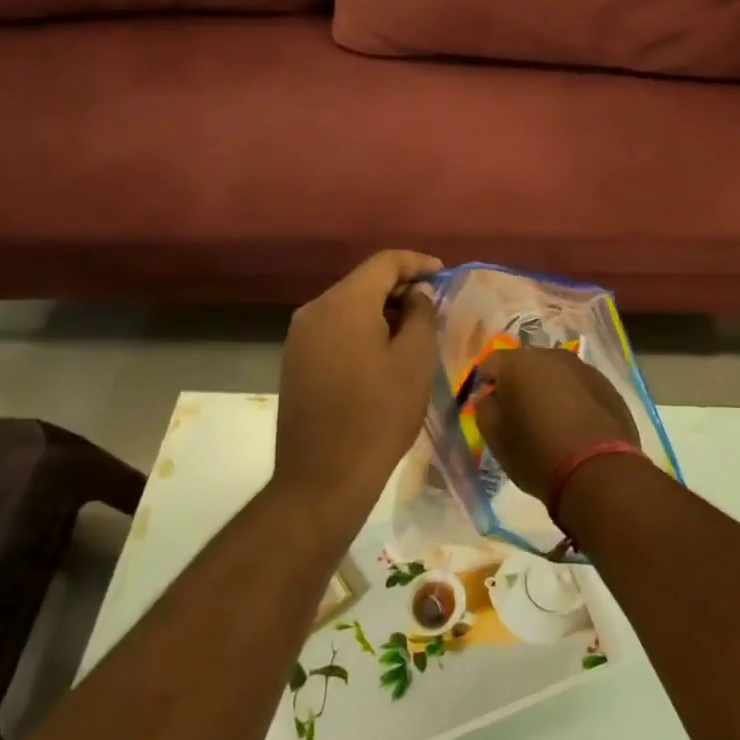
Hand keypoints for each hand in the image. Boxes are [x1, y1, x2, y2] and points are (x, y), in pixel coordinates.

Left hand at [275, 251, 441, 514]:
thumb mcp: (414, 361)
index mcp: (344, 303)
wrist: (323, 478)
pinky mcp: (295, 361)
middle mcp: (314, 310)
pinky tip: (383, 353)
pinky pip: (334, 329)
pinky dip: (362, 329)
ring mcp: (299, 337)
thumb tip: (417, 293)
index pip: (384, 262)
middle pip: (363, 282)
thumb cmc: (379, 415)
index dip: (418, 263)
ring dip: (382, 310)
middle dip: (400, 287)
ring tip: (413, 331)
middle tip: (434, 307)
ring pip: (348, 306)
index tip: (444, 276)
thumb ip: (421, 315)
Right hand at [473, 347, 638, 499]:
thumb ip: (485, 409)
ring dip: (549, 389)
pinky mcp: (608, 386)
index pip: (490, 363)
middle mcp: (553, 356)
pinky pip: (581, 387)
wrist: (598, 472)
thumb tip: (490, 397)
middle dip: (519, 383)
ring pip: (556, 373)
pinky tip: (576, 426)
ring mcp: (585, 369)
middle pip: (526, 363)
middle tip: (518, 413)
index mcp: (519, 364)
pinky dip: (574, 399)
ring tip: (550, 420)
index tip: (489, 408)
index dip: (485, 384)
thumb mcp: (495, 438)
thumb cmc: (537, 454)